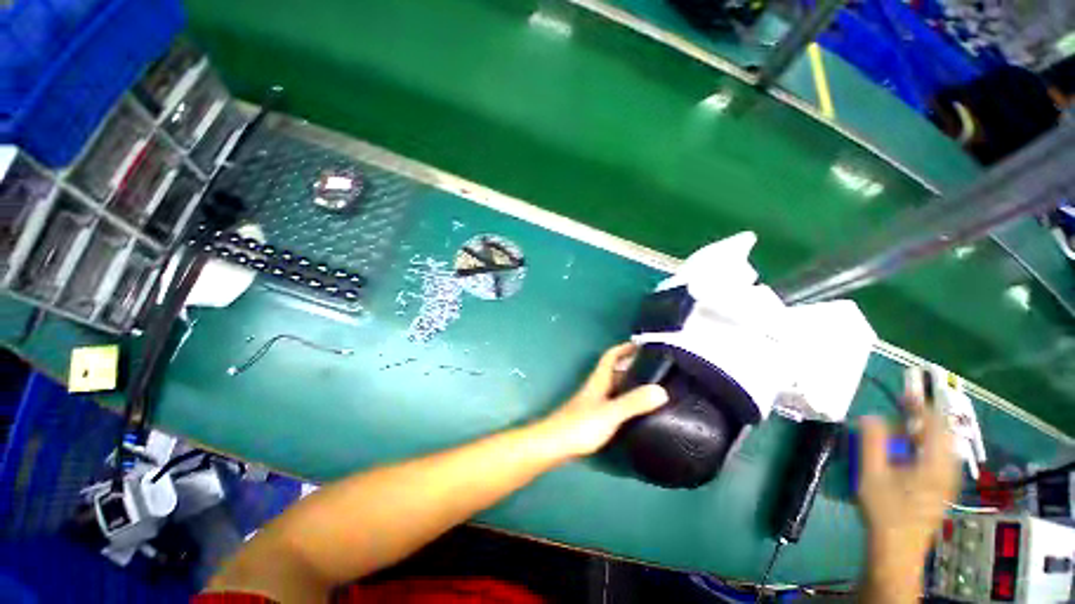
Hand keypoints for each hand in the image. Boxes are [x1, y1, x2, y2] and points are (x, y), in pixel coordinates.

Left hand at [534, 343, 668, 459]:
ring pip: (613, 387)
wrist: (554, 445)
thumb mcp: (610, 413)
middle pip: (613, 371)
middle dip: (630, 366)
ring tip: (650, 389)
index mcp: (598, 381)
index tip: (641, 345)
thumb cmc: (581, 426)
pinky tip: (634, 412)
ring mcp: (592, 403)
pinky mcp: (592, 418)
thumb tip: (661, 390)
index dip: (624, 348)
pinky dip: (624, 401)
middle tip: (654, 369)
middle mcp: (595, 388)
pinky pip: (612, 402)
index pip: (610, 357)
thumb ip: (634, 402)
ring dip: (628, 384)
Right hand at [858, 375, 958, 595]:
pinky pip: (937, 457)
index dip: (922, 405)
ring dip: (922, 433)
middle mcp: (947, 469)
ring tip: (900, 431)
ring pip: (941, 446)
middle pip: (942, 434)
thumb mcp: (872, 474)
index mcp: (934, 464)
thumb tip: (869, 416)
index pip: (936, 425)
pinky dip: (924, 446)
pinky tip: (906, 452)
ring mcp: (947, 480)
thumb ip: (871, 442)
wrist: (897, 547)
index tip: (906, 392)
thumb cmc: (884, 510)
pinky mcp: (942, 488)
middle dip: (922, 419)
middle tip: (900, 410)